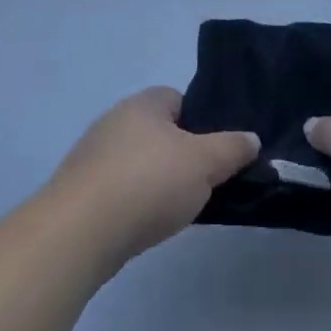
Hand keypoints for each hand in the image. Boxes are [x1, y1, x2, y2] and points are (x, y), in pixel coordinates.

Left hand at [50, 87, 258, 270]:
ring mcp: (92, 157)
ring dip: (157, 181)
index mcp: (143, 103)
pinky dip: (135, 202)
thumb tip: (251, 139)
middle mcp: (114, 121)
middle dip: (181, 155)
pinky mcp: (79, 191)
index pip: (178, 99)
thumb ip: (232, 148)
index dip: (202, 122)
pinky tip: (146, 224)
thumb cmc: (148, 182)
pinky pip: (119, 189)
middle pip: (159, 133)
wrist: (79, 232)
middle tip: (204, 182)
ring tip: (178, 208)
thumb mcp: (204, 162)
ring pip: (139, 163)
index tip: (218, 151)